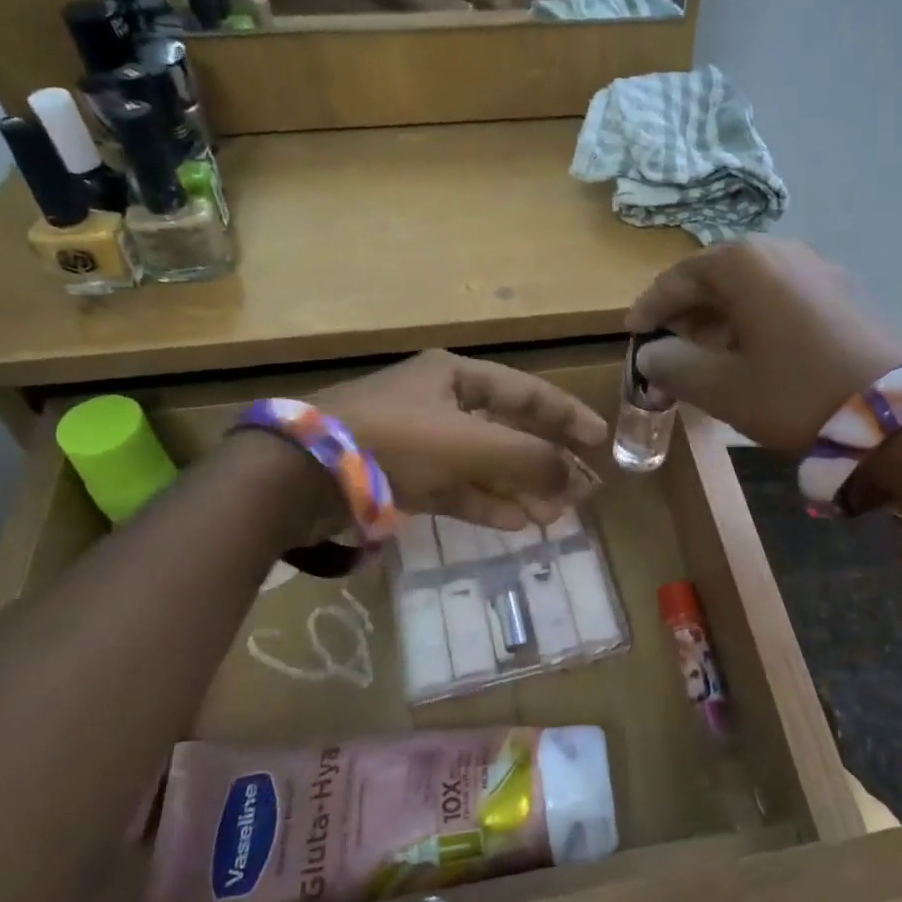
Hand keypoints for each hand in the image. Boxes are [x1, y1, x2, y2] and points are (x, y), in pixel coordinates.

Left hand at [313, 351, 607, 528]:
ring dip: (520, 488)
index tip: (600, 442)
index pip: (527, 393)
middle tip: (583, 488)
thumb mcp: (467, 444)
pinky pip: (457, 489)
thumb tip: (573, 480)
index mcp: (456, 377)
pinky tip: (518, 524)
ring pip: (484, 464)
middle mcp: (441, 403)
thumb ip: (527, 459)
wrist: (301, 475)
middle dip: (545, 461)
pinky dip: (486, 504)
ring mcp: (421, 442)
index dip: (567, 416)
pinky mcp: (403, 477)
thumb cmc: (393, 440)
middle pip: (508, 431)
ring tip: (557, 514)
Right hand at [329, 0, 497, 10]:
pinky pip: (413, 18)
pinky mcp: (382, 8)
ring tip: (472, 24)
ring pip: (429, 21)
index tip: (504, 7)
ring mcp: (392, 1)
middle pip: (446, 15)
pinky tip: (443, 18)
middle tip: (488, 22)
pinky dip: (430, 19)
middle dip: (468, 19)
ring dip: (450, 23)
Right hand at [626, 239, 901, 454]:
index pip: (678, 278)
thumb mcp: (723, 387)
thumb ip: (674, 367)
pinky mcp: (843, 290)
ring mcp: (817, 266)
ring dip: (720, 318)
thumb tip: (650, 357)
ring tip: (706, 357)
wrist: (899, 413)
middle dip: (686, 314)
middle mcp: (780, 250)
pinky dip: (755, 320)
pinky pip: (782, 296)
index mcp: (744, 263)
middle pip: (715, 278)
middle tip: (668, 350)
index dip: (650, 309)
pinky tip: (753, 354)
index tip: (632, 335)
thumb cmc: (796, 392)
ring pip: (750, 288)